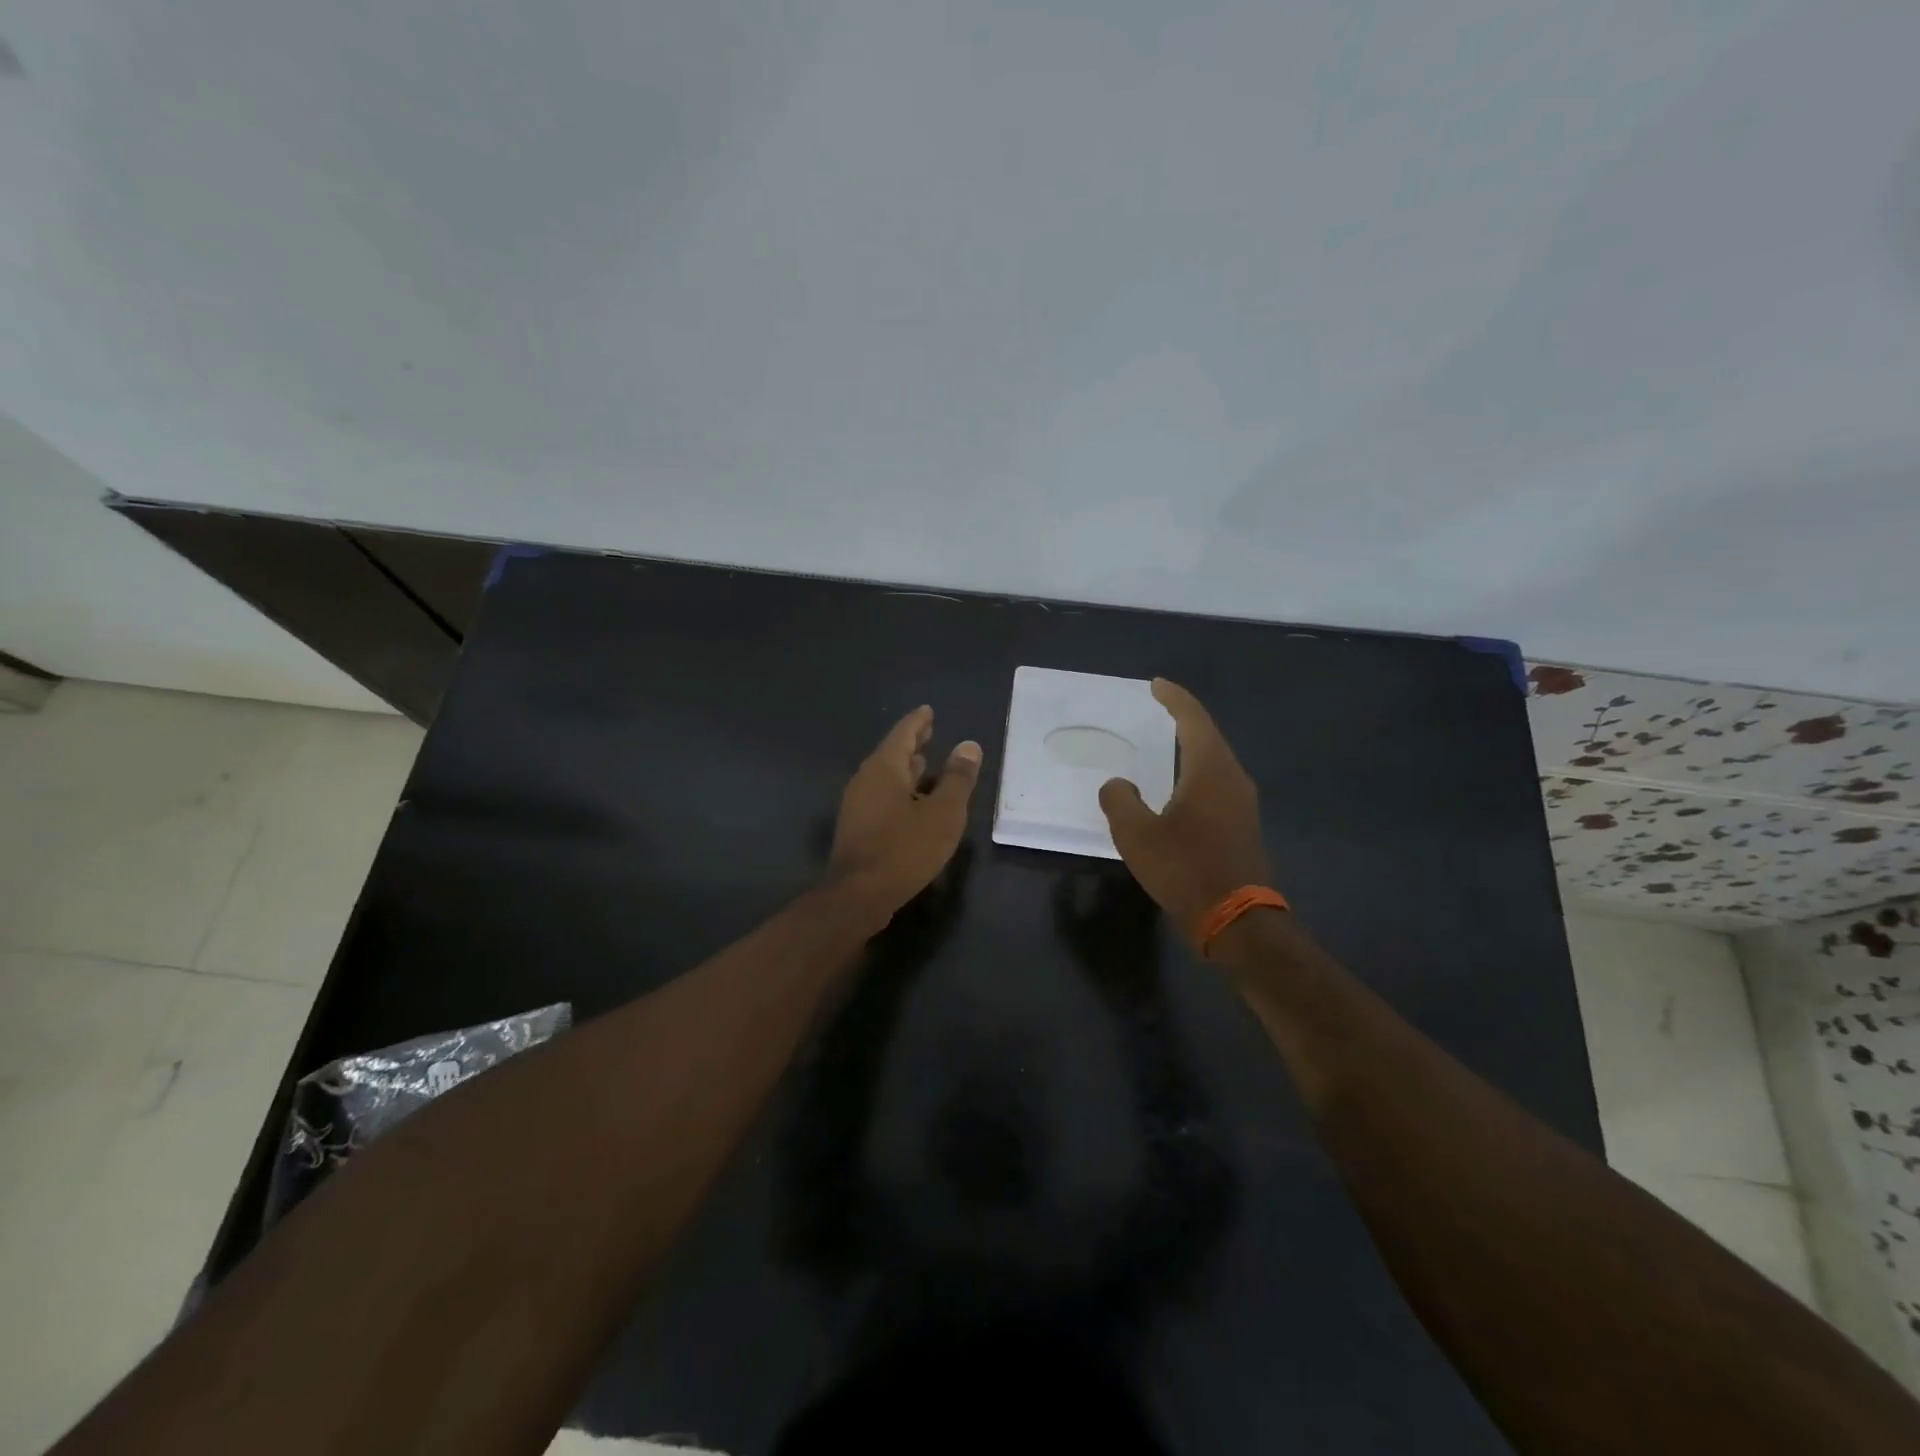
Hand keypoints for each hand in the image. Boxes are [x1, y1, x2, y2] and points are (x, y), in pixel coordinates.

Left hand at [829, 705, 982, 920]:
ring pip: (885, 776)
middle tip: (929, 731)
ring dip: (905, 768)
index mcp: (884, 768)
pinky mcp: (857, 827)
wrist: (859, 894)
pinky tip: (912, 802)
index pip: (903, 733)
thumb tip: (968, 746)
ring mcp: (857, 804)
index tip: (928, 711)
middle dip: (911, 742)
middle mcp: (866, 779)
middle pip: (891, 753)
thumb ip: (957, 779)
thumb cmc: (904, 848)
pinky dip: (899, 789)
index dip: (918, 722)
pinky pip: (881, 796)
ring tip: (924, 763)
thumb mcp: (943, 813)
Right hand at [1098, 679, 1269, 951]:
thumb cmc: (1185, 869)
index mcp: (1209, 770)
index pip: (1193, 720)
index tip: (1156, 685)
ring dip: (1191, 747)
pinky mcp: (1243, 825)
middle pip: (1209, 736)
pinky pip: (1217, 783)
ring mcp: (1243, 803)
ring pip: (1215, 761)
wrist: (1236, 920)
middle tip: (1158, 709)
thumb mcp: (1137, 835)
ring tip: (1165, 743)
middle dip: (1184, 719)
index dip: (1174, 699)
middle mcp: (1232, 778)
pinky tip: (1180, 786)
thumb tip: (1118, 785)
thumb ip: (1120, 801)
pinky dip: (1196, 771)